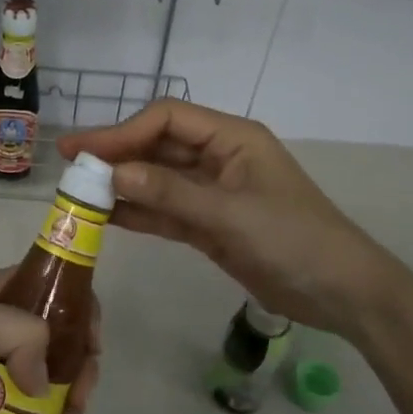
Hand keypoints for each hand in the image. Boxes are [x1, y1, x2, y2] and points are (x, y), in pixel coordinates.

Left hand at [0, 269, 103, 413]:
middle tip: (78, 404)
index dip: (83, 311)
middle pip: (61, 338)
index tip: (93, 348)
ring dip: (68, 404)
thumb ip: (18, 333)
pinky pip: (33, 407)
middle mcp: (3, 323)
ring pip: (51, 376)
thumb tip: (45, 383)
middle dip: (79, 370)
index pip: (55, 288)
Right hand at [59, 99, 412, 338]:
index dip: (124, 131)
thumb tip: (113, 175)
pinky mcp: (210, 224)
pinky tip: (106, 218)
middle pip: (157, 147)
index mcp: (231, 137)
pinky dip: (138, 212)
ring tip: (78, 194)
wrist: (343, 294)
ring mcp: (213, 191)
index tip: (87, 152)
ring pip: (157, 179)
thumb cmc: (295, 240)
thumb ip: (171, 193)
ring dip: (122, 185)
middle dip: (116, 155)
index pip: (167, 119)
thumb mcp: (232, 215)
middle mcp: (218, 157)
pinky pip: (166, 211)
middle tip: (69, 166)